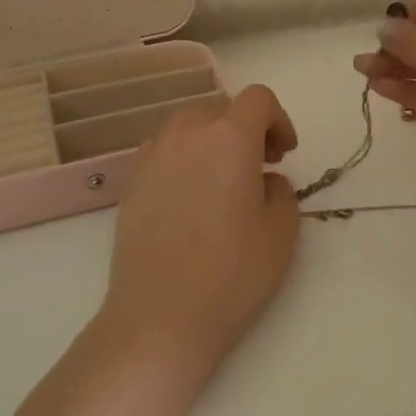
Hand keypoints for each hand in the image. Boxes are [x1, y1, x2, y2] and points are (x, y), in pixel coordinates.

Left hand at [94, 85, 301, 381]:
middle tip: (260, 165)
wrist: (161, 316)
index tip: (285, 154)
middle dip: (246, 127)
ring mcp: (152, 156)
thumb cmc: (232, 272)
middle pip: (221, 107)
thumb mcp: (282, 231)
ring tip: (223, 179)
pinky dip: (183, 157)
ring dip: (212, 139)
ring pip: (188, 125)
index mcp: (229, 137)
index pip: (258, 99)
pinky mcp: (131, 182)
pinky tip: (190, 196)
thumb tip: (263, 180)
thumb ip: (282, 190)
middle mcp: (186, 134)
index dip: (278, 119)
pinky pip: (163, 149)